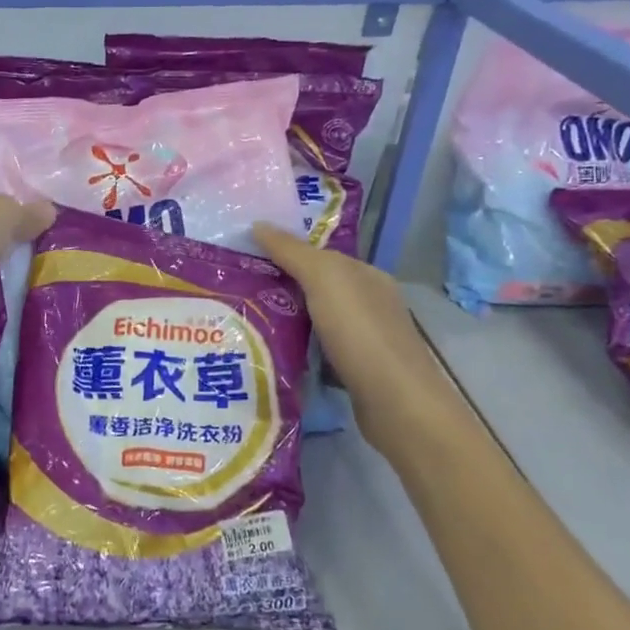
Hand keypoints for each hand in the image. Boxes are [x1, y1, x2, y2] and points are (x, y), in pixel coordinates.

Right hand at [251, 223, 443, 401]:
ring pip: (314, 321)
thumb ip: (292, 252)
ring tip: (241, 320)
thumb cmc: (361, 333)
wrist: (396, 405)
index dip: (284, 251)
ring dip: (284, 320)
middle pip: (315, 287)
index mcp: (366, 276)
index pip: (320, 254)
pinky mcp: (355, 373)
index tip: (243, 254)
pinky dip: (296, 351)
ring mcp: (364, 340)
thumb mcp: (324, 279)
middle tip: (232, 287)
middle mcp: (368, 303)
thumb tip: (258, 224)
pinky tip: (269, 354)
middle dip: (279, 286)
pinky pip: (316, 352)